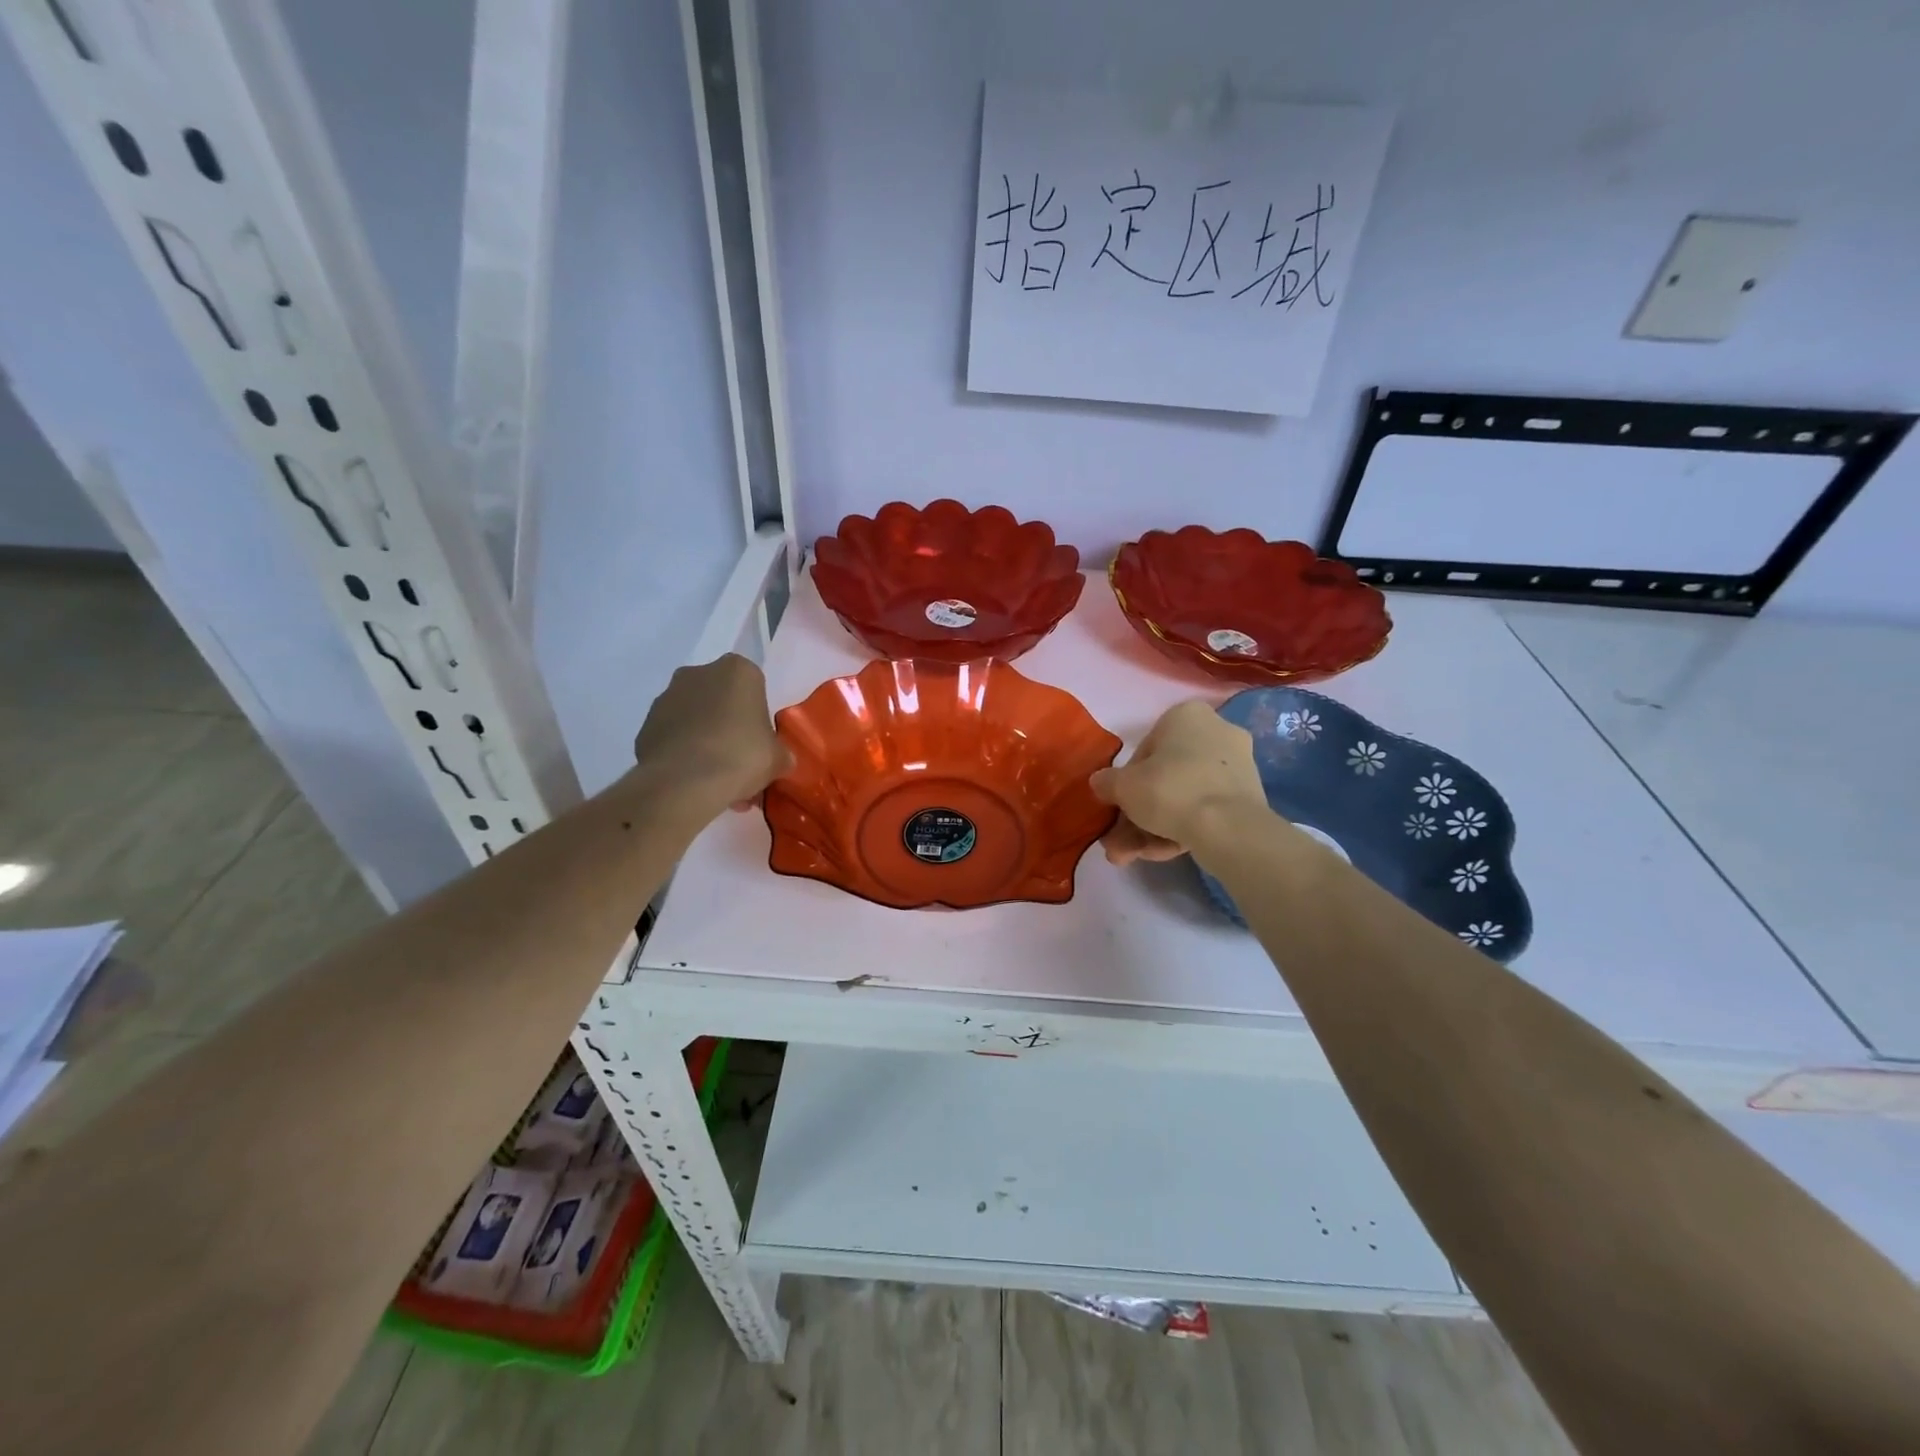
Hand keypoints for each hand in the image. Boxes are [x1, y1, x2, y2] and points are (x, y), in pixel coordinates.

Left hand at [632, 655, 791, 811]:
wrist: (684, 783)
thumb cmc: (741, 756)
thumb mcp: (778, 759)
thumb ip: (780, 753)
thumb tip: (779, 760)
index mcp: (738, 670)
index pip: (754, 686)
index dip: (757, 714)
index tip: (760, 739)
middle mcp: (698, 673)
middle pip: (720, 698)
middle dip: (729, 724)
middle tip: (739, 759)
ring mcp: (666, 697)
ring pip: (694, 717)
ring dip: (704, 738)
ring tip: (715, 778)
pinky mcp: (646, 724)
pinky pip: (673, 736)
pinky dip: (682, 752)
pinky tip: (693, 780)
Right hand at [1090, 700, 1268, 864]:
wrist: (1228, 828)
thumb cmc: (1169, 790)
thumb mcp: (1122, 786)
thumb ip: (1107, 782)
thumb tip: (1100, 783)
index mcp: (1186, 716)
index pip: (1144, 751)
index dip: (1125, 783)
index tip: (1117, 807)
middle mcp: (1216, 733)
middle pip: (1165, 778)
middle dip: (1139, 814)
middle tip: (1120, 843)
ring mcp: (1236, 767)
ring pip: (1184, 798)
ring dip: (1154, 828)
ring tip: (1133, 857)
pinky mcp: (1248, 798)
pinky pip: (1205, 811)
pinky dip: (1182, 830)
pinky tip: (1162, 855)